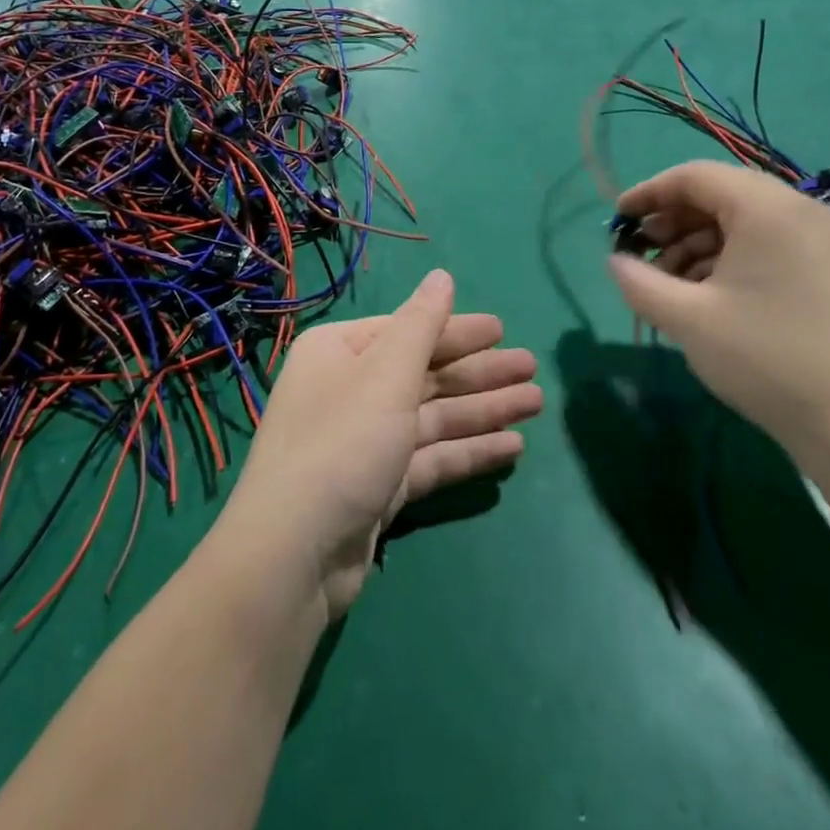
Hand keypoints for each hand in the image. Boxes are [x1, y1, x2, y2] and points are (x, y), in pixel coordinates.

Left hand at [217, 270, 541, 619]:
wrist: (294, 554)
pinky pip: (431, 457)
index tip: (502, 329)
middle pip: (426, 373)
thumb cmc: (343, 443)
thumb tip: (442, 275)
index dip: (457, 330)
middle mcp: (351, 390)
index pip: (408, 331)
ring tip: (536, 402)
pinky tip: (512, 447)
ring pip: (434, 416)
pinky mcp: (379, 486)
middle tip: (532, 367)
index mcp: (341, 353)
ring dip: (484, 409)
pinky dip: (468, 450)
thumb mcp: (386, 374)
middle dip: (479, 372)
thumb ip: (422, 324)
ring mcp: (365, 441)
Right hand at [606, 162, 829, 471]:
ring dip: (696, 242)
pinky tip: (702, 291)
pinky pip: (765, 241)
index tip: (617, 219)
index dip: (649, 192)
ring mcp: (820, 238)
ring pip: (741, 220)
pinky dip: (726, 256)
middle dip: (672, 221)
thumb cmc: (764, 359)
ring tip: (667, 281)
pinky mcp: (827, 266)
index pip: (695, 176)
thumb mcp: (686, 319)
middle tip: (640, 253)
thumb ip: (639, 281)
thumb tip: (616, 260)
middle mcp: (801, 210)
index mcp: (769, 209)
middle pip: (720, 194)